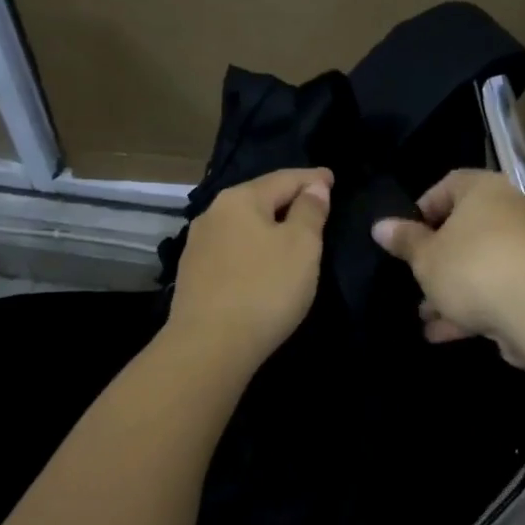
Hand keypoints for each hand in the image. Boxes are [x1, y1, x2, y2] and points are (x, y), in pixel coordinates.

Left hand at [166, 168, 332, 370]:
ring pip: (242, 224)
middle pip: (259, 197)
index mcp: (240, 199)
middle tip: (315, 201)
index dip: (313, 178)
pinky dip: (252, 246)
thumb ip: (310, 211)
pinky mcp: (193, 274)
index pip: (284, 178)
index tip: (332, 178)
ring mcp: (198, 245)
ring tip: (290, 230)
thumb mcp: (302, 246)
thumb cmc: (265, 289)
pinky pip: (232, 248)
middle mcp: (212, 213)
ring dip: (268, 223)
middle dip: (288, 198)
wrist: (209, 346)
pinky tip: (261, 258)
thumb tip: (313, 186)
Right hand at [370, 169, 524, 355]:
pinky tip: (445, 333)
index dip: (423, 209)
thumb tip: (380, 226)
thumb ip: (404, 241)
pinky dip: (475, 307)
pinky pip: (501, 288)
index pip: (449, 184)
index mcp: (484, 190)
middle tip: (415, 280)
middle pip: (467, 229)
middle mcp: (513, 210)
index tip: (407, 236)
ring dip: (453, 289)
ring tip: (425, 316)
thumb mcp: (426, 257)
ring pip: (482, 264)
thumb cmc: (473, 269)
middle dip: (438, 259)